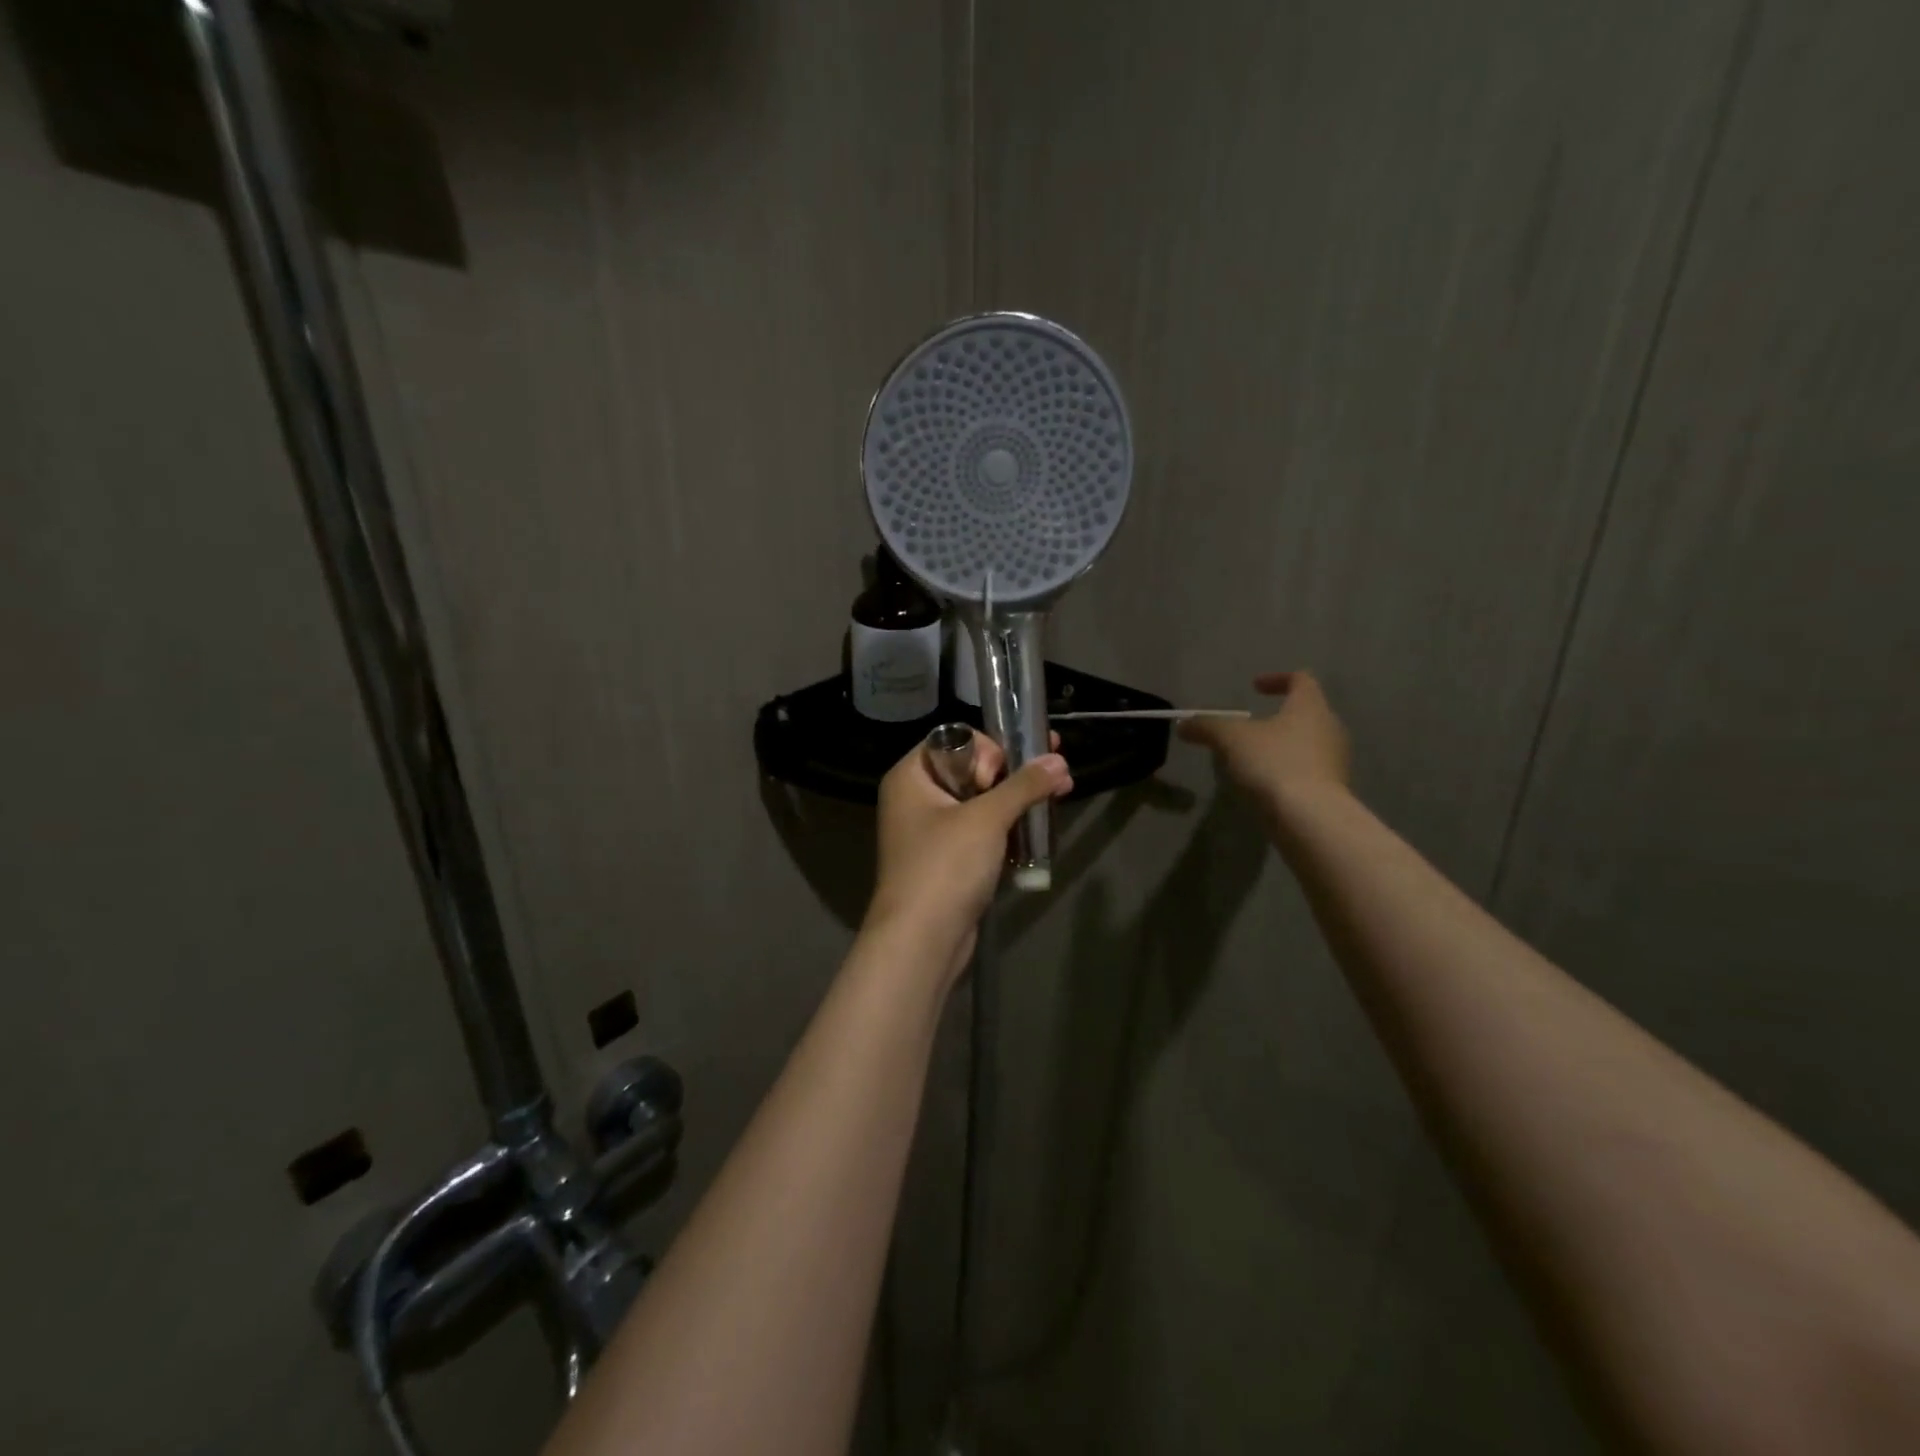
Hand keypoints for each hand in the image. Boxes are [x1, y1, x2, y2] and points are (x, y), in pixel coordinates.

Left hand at [864, 729, 1072, 982]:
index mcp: (911, 776)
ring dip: (1016, 800)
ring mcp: (931, 832)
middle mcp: (916, 798)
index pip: (954, 740)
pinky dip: (1007, 829)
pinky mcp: (948, 861)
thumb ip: (1024, 785)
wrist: (921, 941)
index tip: (1006, 772)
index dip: (987, 749)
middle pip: (971, 769)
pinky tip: (1040, 827)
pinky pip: (981, 832)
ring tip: (1058, 793)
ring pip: (980, 803)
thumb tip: (1059, 760)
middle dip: (1013, 772)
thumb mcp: (987, 818)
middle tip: (1054, 772)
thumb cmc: (945, 866)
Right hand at [1178, 671, 1349, 806]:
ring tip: (1252, 759)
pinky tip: (1265, 785)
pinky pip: (1309, 771)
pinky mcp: (1333, 790)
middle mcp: (1330, 728)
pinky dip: (1288, 771)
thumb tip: (1183, 724)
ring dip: (1282, 746)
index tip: (1254, 687)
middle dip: (1278, 717)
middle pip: (1307, 712)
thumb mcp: (1230, 739)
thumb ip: (1207, 726)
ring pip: (1308, 744)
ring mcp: (1336, 761)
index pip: (1301, 679)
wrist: (1311, 817)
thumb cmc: (1273, 763)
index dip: (1277, 678)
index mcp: (1310, 707)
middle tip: (1250, 727)